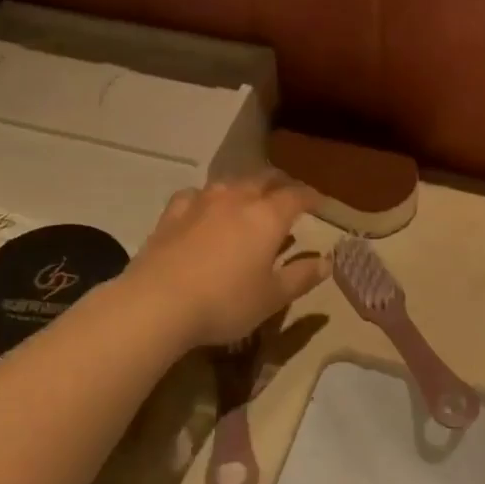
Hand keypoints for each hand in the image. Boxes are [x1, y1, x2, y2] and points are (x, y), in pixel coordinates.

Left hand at [127, 174, 328, 349]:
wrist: (158, 304)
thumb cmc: (225, 302)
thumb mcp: (272, 297)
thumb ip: (301, 277)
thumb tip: (327, 262)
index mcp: (267, 217)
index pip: (296, 196)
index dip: (311, 197)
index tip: (319, 203)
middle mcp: (236, 199)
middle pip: (264, 180)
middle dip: (280, 185)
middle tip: (288, 196)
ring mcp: (201, 202)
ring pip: (230, 183)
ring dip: (246, 187)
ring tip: (250, 199)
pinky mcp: (172, 213)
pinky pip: (196, 195)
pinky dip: (208, 198)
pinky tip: (204, 208)